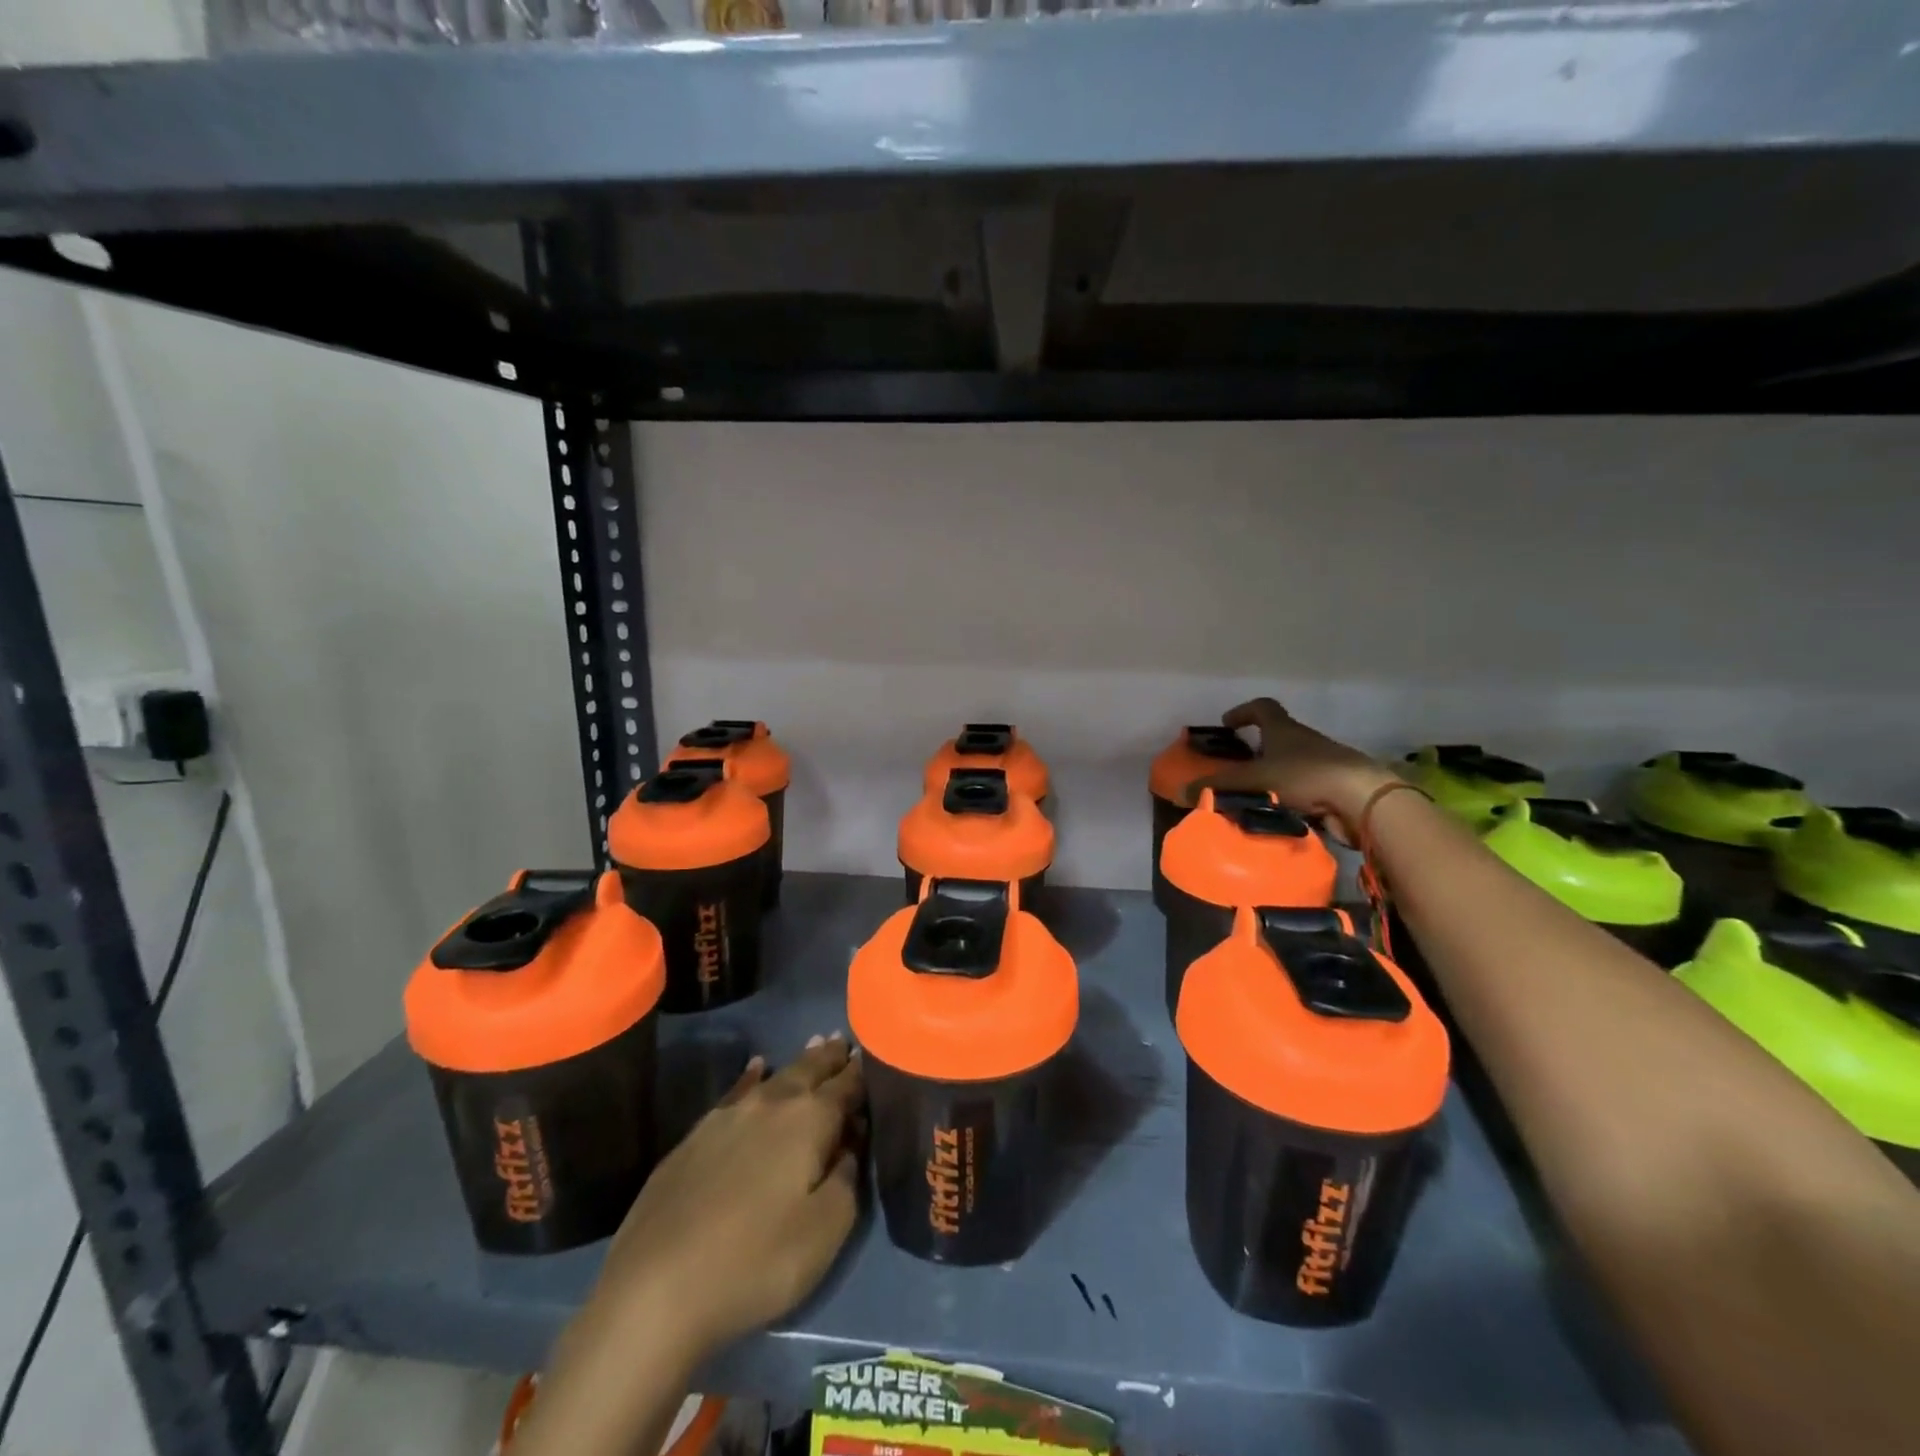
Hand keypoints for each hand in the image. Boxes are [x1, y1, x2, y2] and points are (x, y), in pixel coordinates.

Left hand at [590, 1034, 865, 1360]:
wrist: (656, 1289)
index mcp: (809, 1121)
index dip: (862, 1073)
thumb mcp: (825, 1231)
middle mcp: (772, 1104)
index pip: (845, 1086)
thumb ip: (847, 1178)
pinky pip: (737, 1091)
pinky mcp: (695, 1137)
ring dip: (799, 1062)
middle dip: (830, 1057)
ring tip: (815, 1045)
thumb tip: (850, 1143)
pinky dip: (752, 1076)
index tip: (873, 1056)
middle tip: (844, 1040)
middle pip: (809, 1071)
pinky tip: (756, 1068)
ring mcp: (728, 1117)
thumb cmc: (756, 1262)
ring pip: (775, 1076)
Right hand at [1186, 697, 1399, 843]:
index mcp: (1285, 730)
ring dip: (1270, 779)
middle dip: (1255, 752)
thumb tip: (1181, 792)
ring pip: (1289, 767)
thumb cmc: (1306, 776)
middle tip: (1233, 769)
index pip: (1263, 708)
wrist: (1363, 800)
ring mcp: (1322, 766)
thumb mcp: (1254, 780)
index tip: (1227, 725)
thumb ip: (1218, 786)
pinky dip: (1286, 801)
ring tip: (1248, 798)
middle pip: (1277, 739)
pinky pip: (1302, 792)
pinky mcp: (1333, 791)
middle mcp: (1305, 742)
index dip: (1243, 712)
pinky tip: (1273, 817)